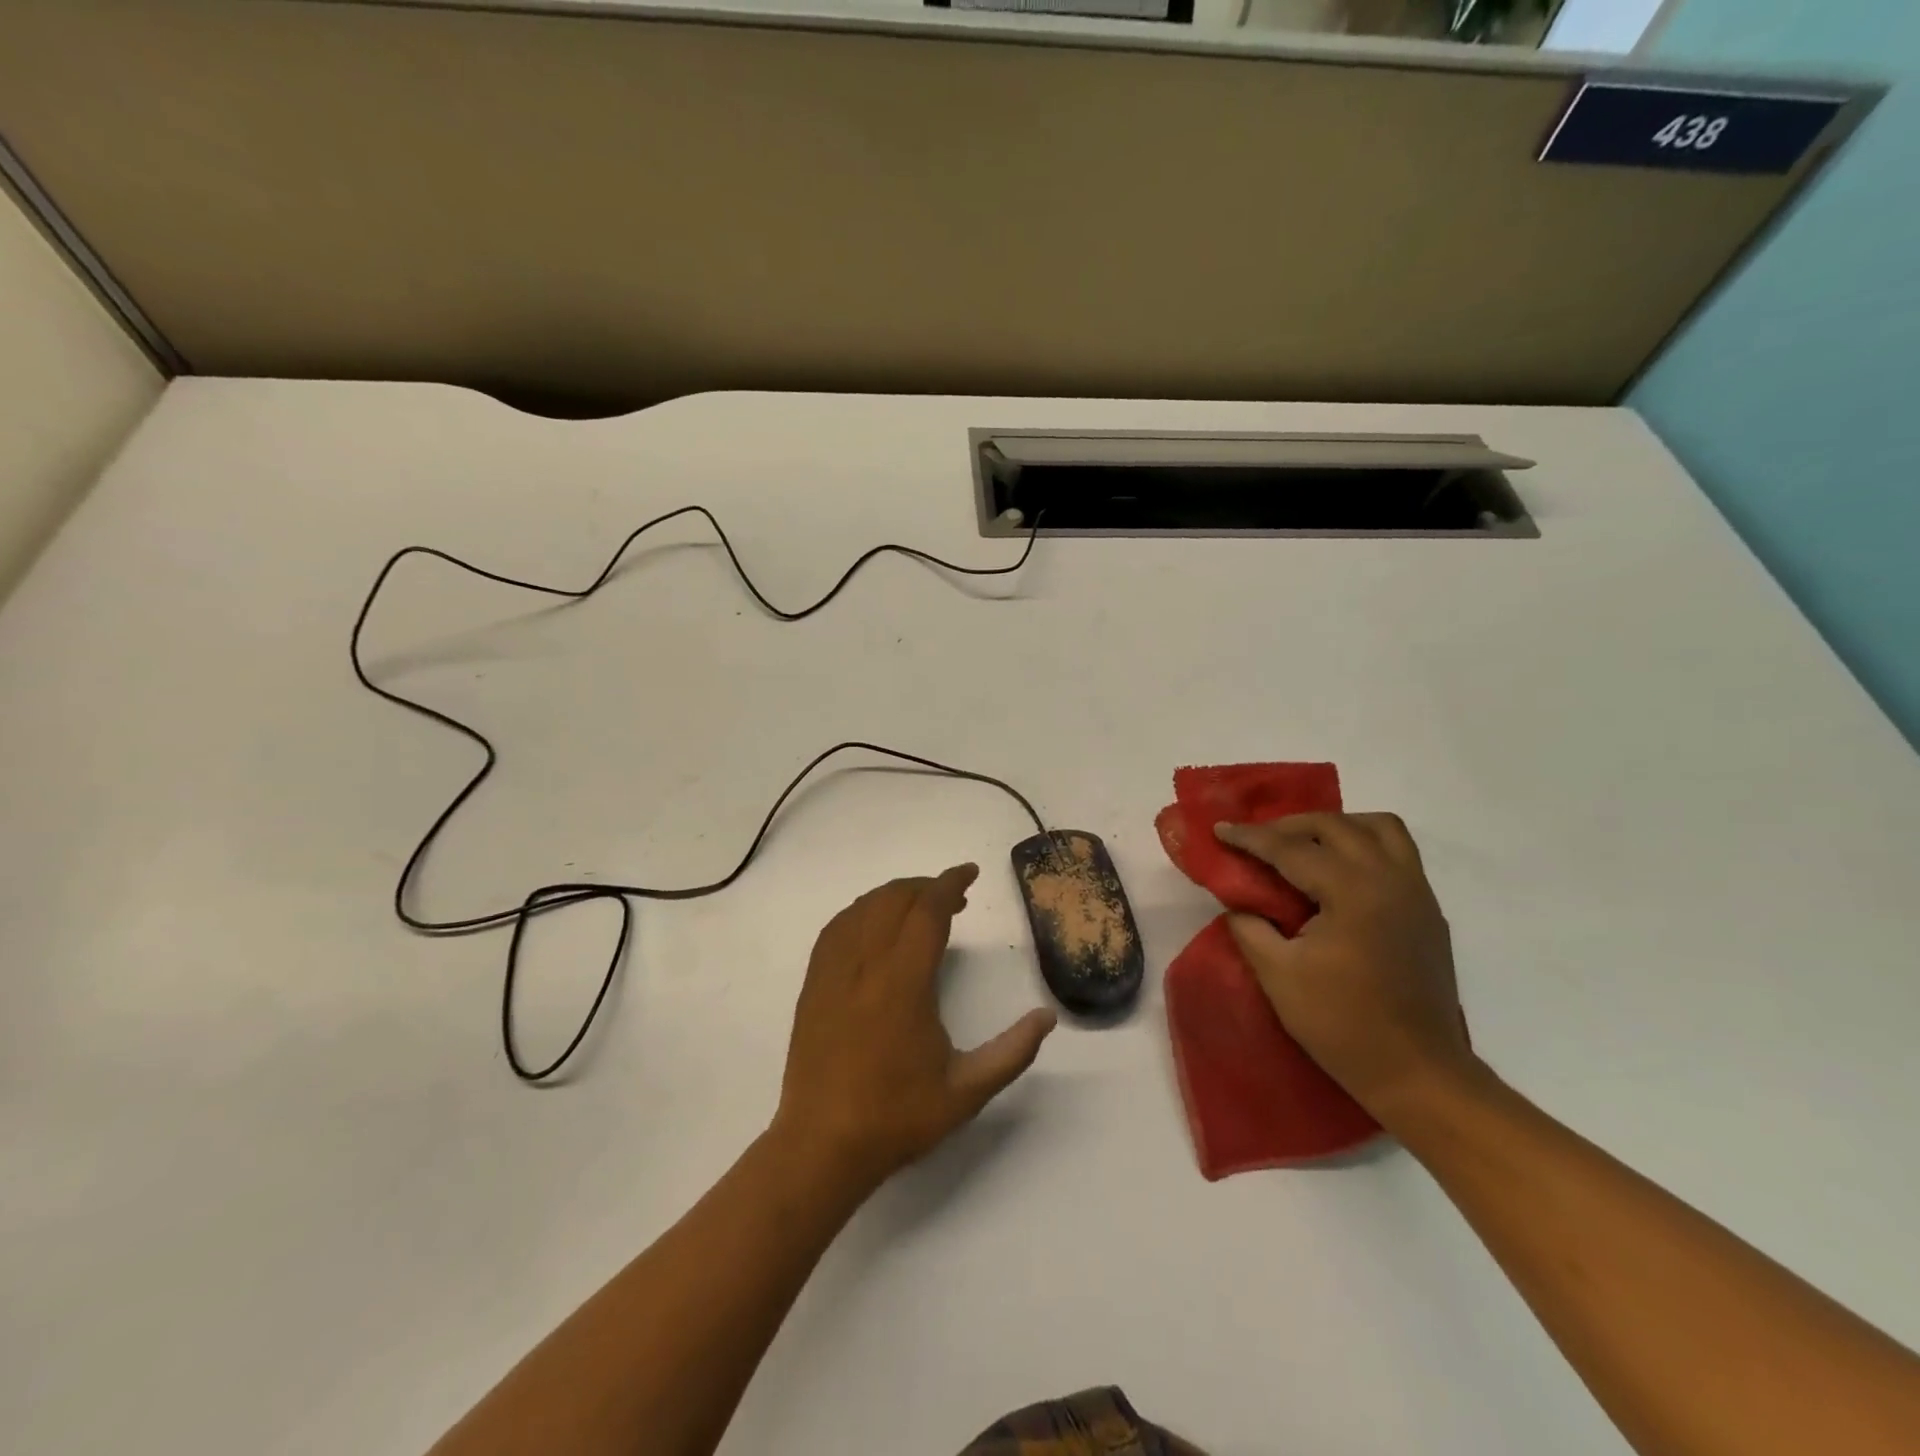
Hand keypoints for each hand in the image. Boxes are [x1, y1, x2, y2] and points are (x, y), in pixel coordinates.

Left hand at [773, 864, 1056, 1194]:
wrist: (822, 1147)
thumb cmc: (898, 1117)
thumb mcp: (967, 1091)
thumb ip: (1012, 1052)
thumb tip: (1048, 1017)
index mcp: (903, 983)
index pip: (927, 911)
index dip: (949, 884)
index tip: (970, 873)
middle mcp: (864, 965)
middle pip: (894, 900)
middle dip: (926, 887)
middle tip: (955, 898)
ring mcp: (832, 972)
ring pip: (862, 908)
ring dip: (893, 896)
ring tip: (919, 906)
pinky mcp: (812, 985)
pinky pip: (836, 928)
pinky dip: (861, 912)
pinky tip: (873, 925)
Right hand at [1214, 814, 1475, 1119]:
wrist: (1418, 1075)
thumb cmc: (1342, 1025)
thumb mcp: (1278, 975)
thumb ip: (1250, 928)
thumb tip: (1239, 904)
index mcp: (1353, 891)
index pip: (1291, 849)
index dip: (1250, 837)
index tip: (1219, 829)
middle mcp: (1390, 878)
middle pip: (1336, 826)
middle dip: (1290, 825)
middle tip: (1256, 839)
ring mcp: (1417, 893)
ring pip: (1380, 828)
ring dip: (1338, 827)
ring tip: (1306, 845)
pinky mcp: (1429, 912)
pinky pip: (1398, 854)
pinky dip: (1364, 846)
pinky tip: (1339, 875)